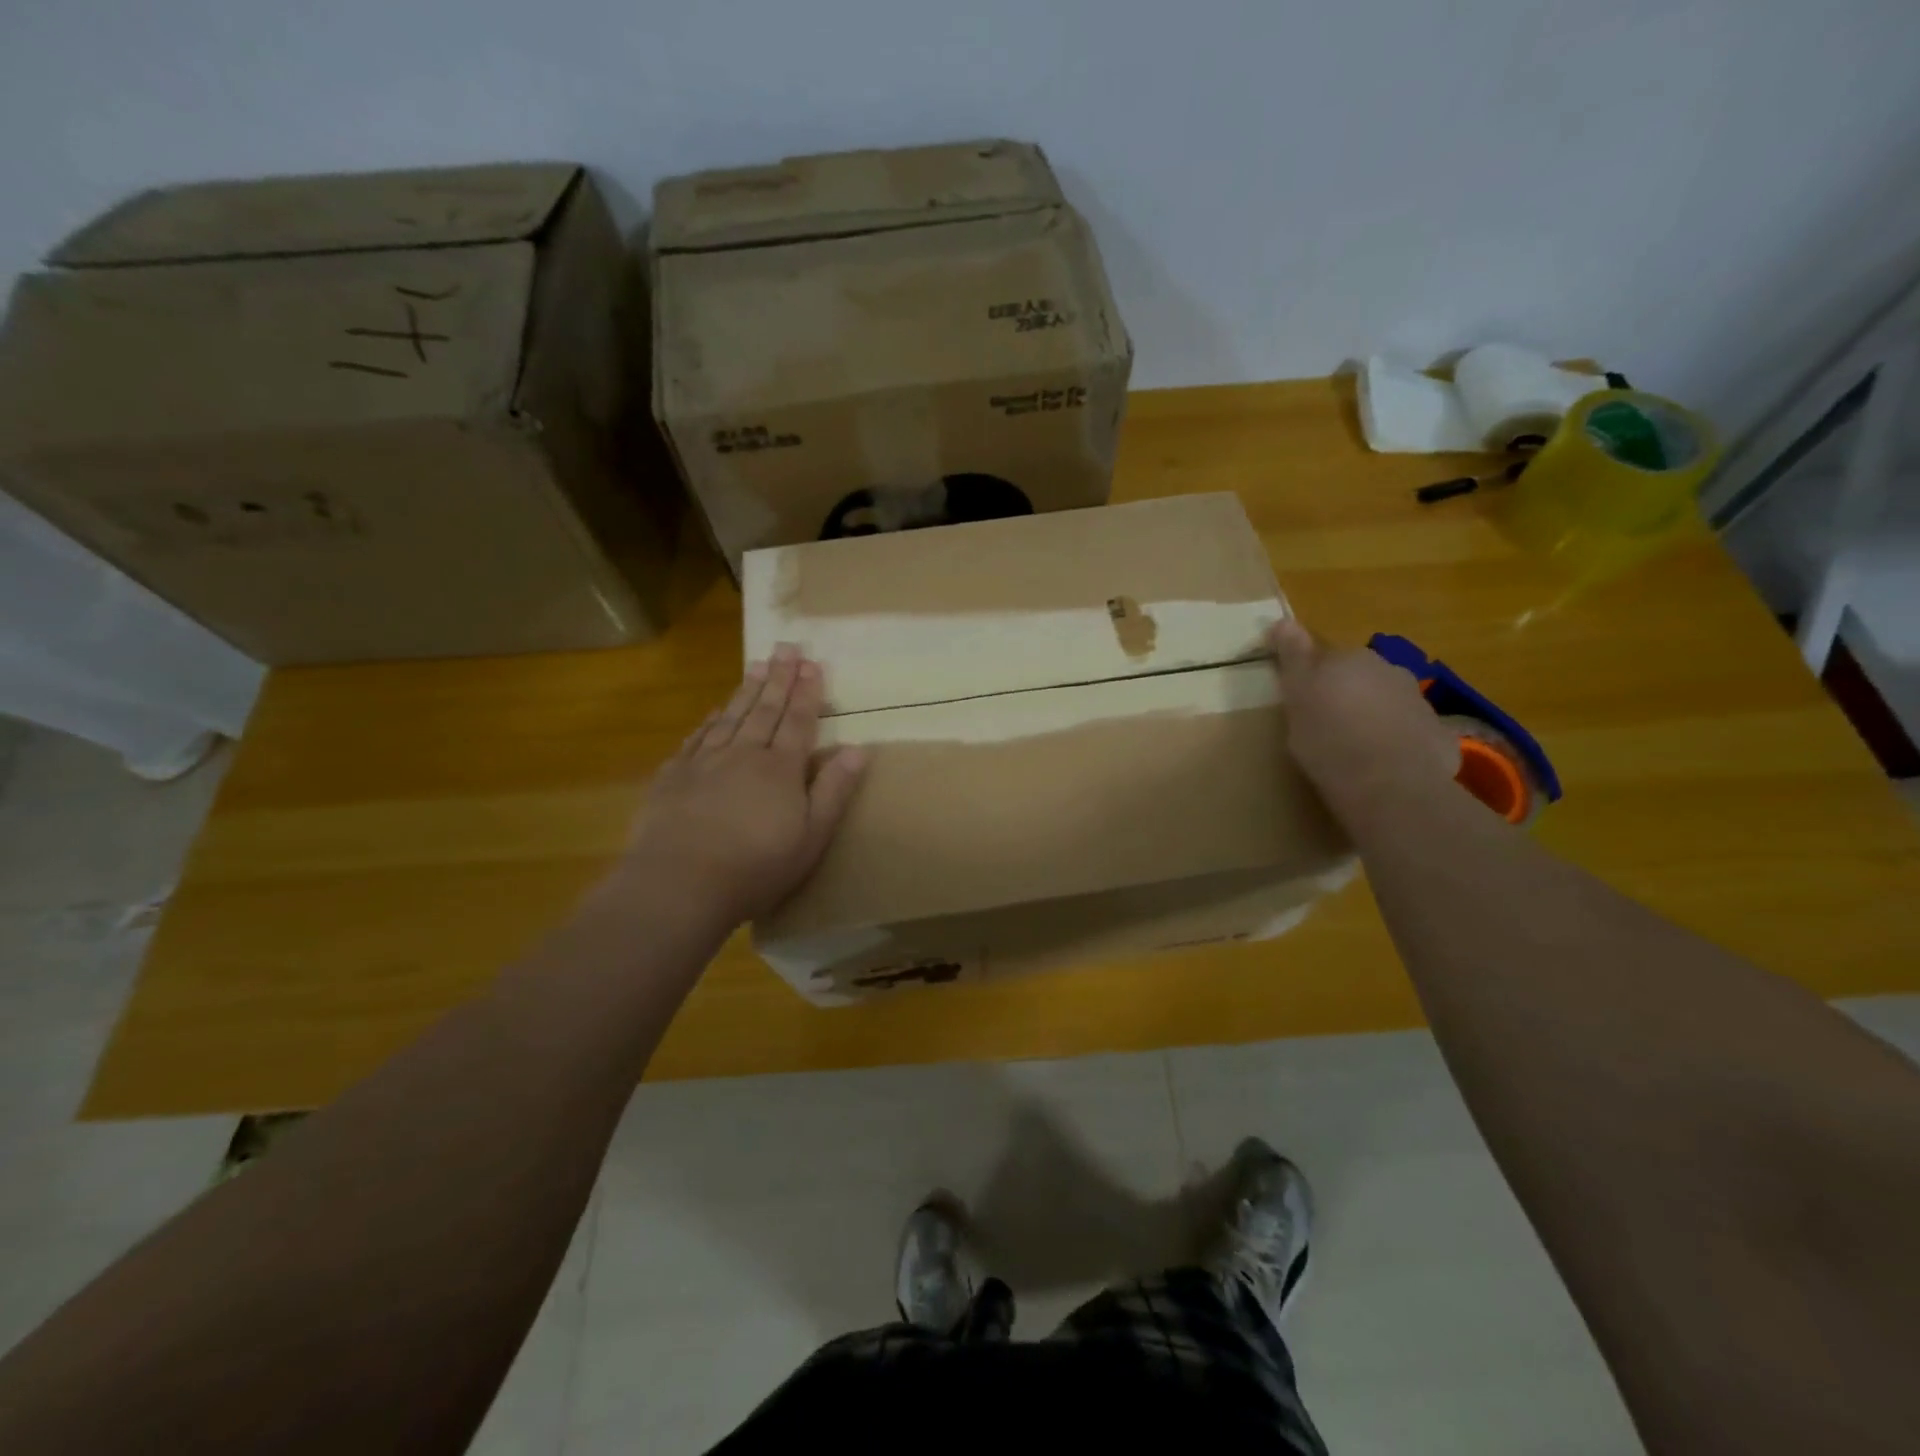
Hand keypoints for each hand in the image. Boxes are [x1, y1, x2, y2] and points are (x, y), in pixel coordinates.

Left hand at [624, 644, 867, 925]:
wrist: (679, 882)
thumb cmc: (756, 866)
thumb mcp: (812, 836)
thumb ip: (834, 790)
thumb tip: (858, 748)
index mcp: (781, 769)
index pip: (799, 721)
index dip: (808, 692)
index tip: (813, 663)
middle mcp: (744, 754)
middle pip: (766, 710)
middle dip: (780, 678)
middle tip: (787, 647)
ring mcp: (705, 762)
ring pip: (731, 716)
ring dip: (747, 689)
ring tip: (758, 664)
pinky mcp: (673, 777)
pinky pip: (697, 738)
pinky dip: (710, 720)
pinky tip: (715, 710)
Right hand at [1267, 618, 1459, 816]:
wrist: (1388, 785)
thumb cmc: (1328, 739)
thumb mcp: (1296, 697)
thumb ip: (1293, 658)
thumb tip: (1282, 621)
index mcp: (1349, 658)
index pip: (1324, 657)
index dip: (1311, 677)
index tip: (1299, 700)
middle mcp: (1387, 670)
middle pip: (1359, 676)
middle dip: (1345, 693)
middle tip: (1324, 725)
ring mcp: (1417, 700)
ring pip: (1386, 702)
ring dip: (1372, 715)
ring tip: (1354, 748)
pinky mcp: (1438, 733)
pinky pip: (1408, 731)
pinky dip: (1396, 740)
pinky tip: (1383, 764)